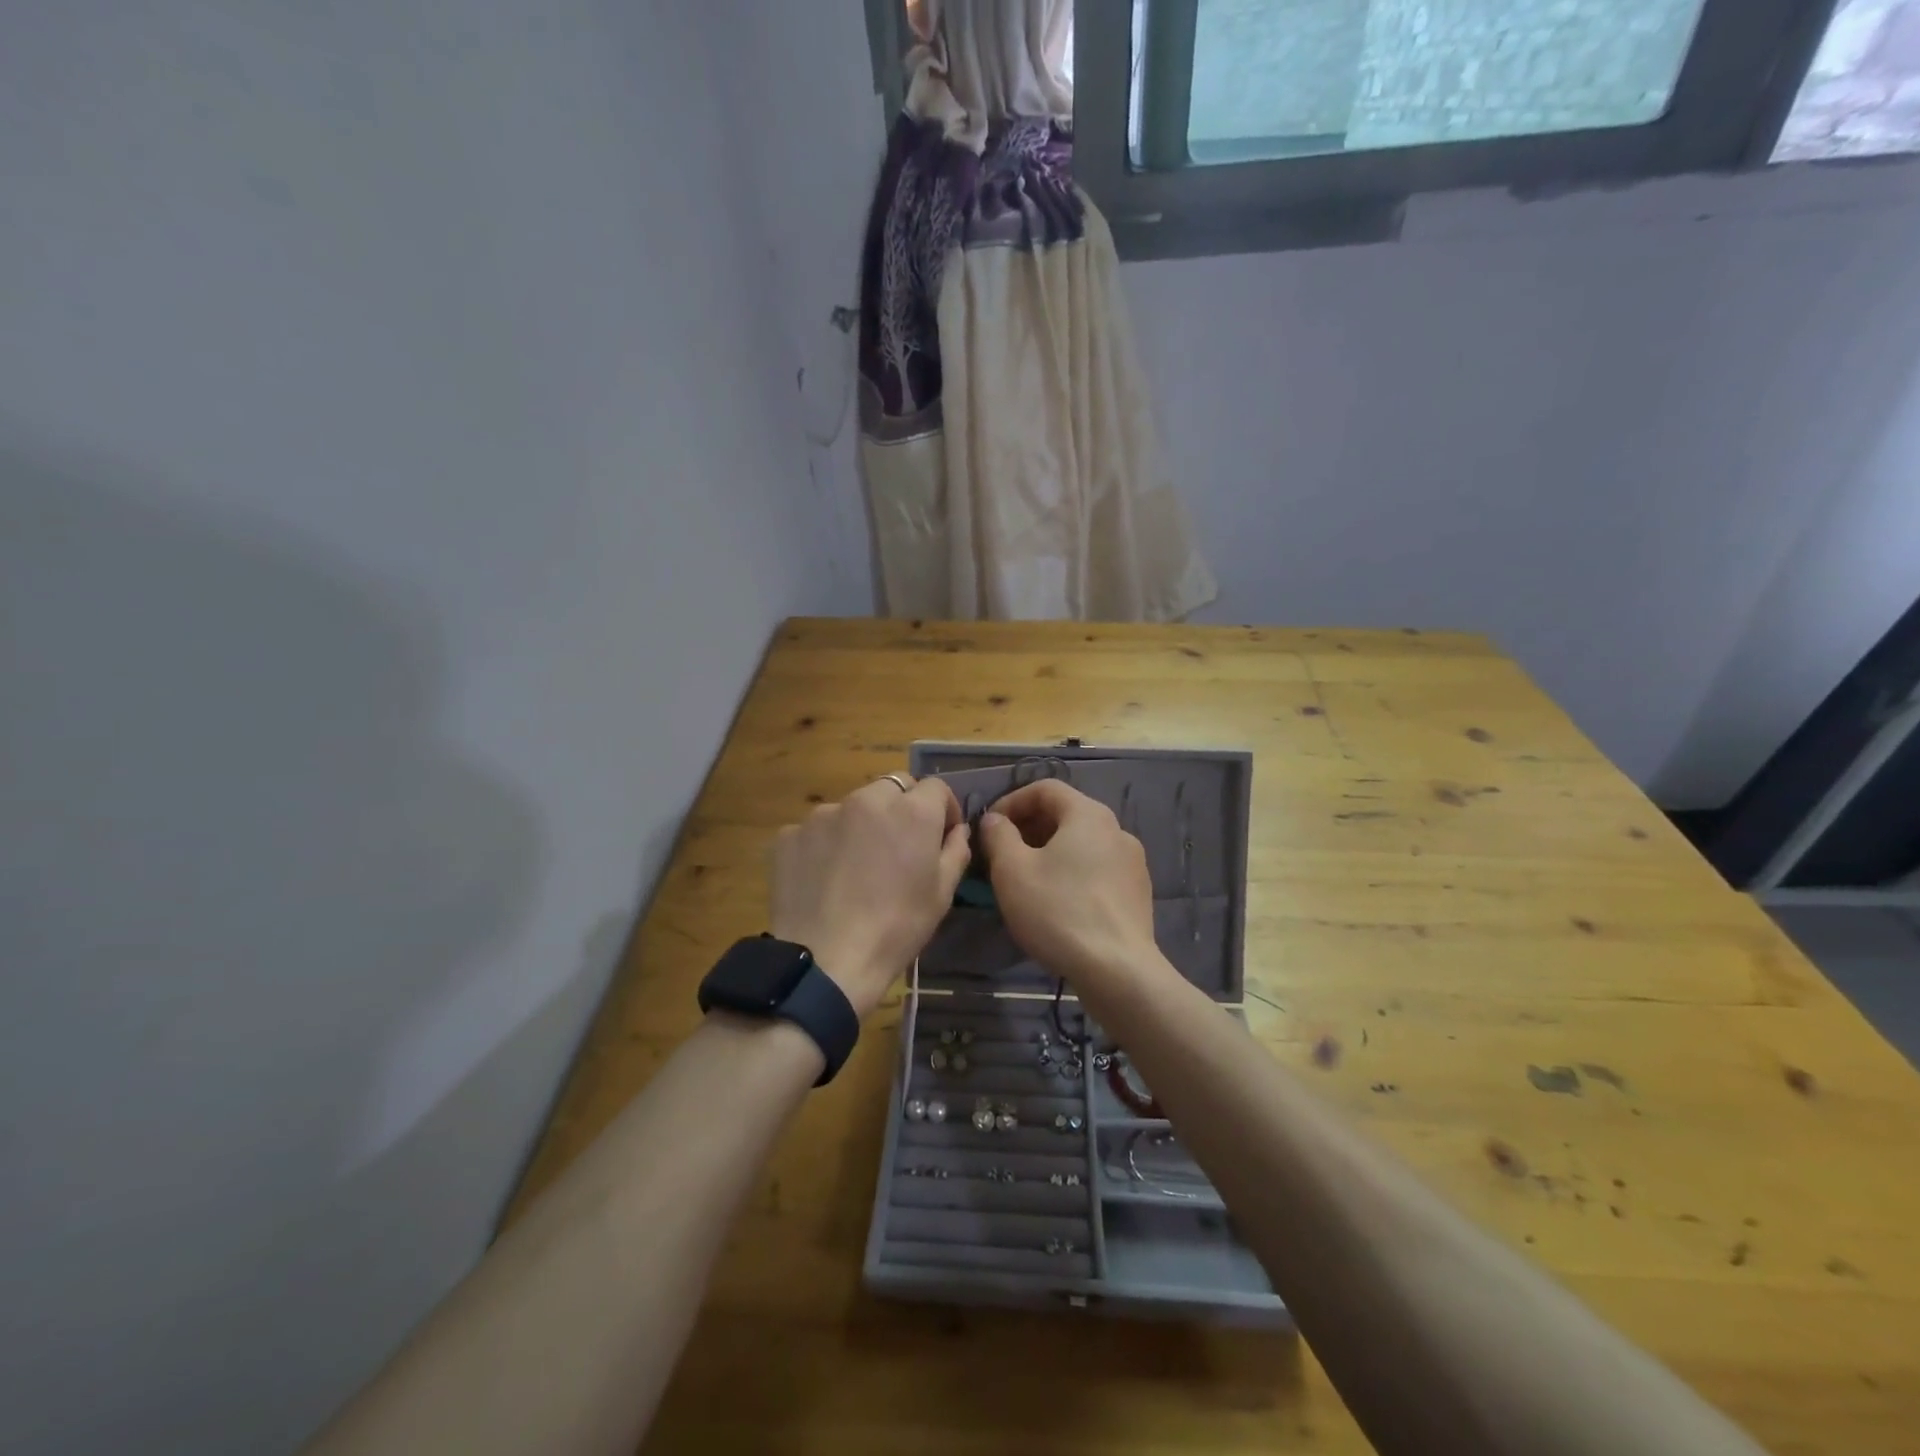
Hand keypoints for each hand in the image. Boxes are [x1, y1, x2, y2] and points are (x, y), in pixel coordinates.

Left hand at [768, 776, 970, 1018]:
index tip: (940, 835)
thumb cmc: (896, 928)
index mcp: (911, 811)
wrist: (825, 962)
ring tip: (857, 867)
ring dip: (862, 824)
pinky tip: (824, 879)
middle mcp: (867, 800)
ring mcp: (823, 814)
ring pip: (853, 806)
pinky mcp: (790, 834)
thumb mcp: (941, 894)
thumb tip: (957, 830)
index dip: (943, 809)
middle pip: (893, 787)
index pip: (936, 787)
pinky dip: (826, 844)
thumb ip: (955, 851)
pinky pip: (817, 830)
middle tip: (899, 848)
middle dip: (902, 808)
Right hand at [978, 780, 1156, 986]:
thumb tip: (995, 820)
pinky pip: (1098, 868)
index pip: (1045, 788)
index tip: (990, 827)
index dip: (1011, 801)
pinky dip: (1072, 872)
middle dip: (1029, 827)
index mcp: (1088, 814)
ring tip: (1026, 879)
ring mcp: (1132, 862)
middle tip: (1002, 854)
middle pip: (1066, 814)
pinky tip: (1057, 902)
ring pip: (1082, 843)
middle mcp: (1116, 829)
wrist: (1118, 970)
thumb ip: (998, 835)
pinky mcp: (1138, 892)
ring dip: (1050, 851)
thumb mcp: (1012, 871)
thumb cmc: (1058, 911)